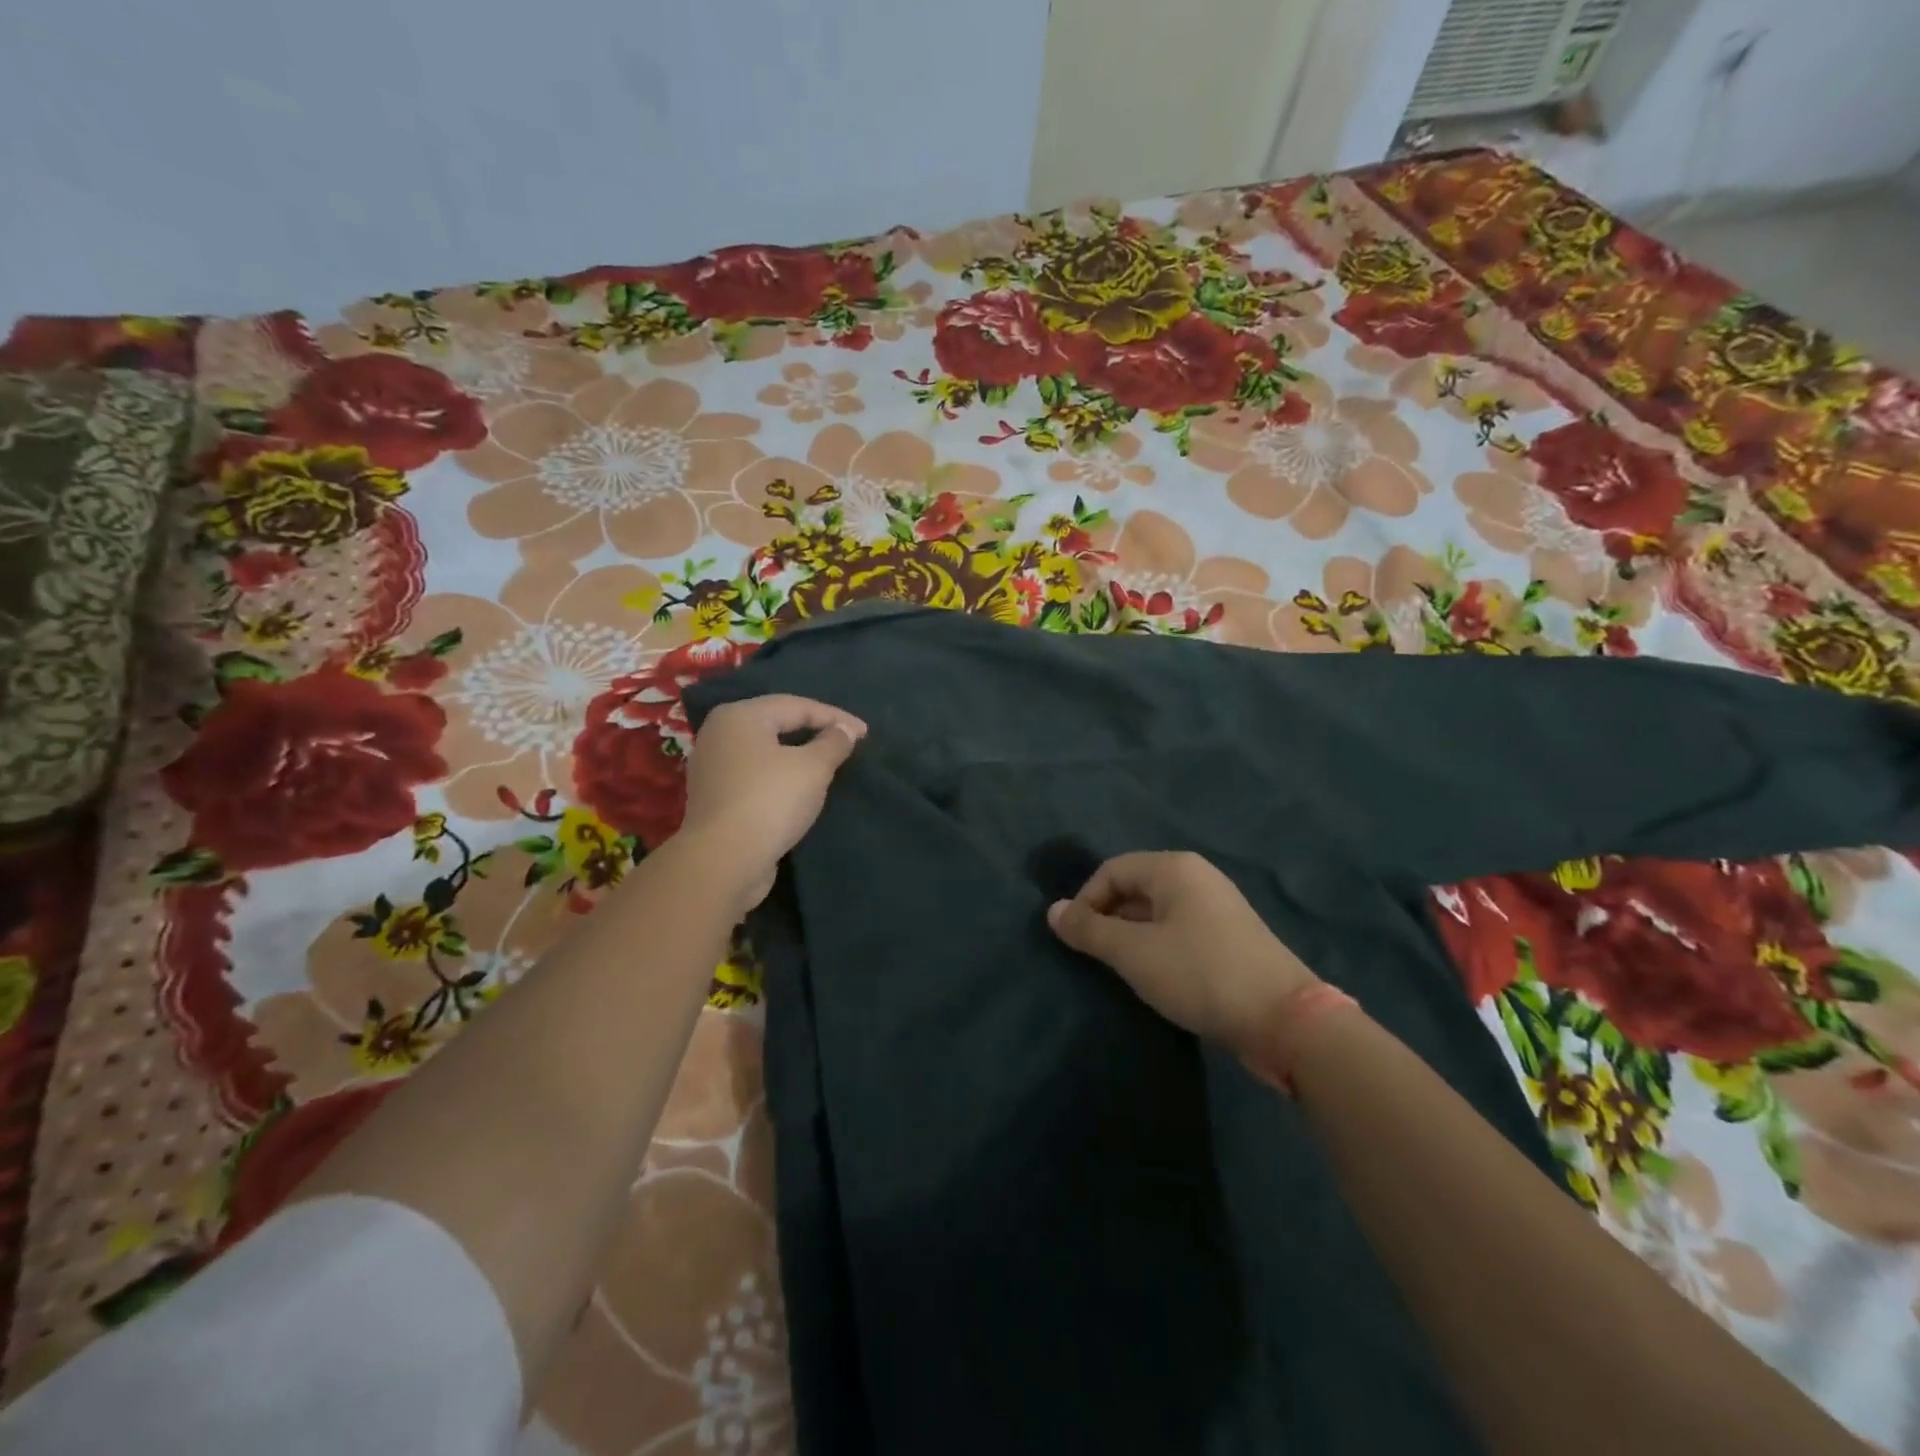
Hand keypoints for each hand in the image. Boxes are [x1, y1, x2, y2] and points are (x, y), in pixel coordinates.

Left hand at [679, 694, 866, 912]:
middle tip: (847, 743)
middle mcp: (720, 734)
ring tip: (828, 765)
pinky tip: (800, 788)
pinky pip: (756, 775)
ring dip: (798, 756)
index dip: (835, 717)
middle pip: (777, 724)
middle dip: (814, 732)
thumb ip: (833, 742)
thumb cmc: (770, 801)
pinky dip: (781, 776)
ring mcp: (712, 767)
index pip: (796, 706)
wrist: (724, 861)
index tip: (866, 733)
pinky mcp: (715, 797)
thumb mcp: (813, 768)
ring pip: (766, 752)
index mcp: (740, 715)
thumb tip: (845, 730)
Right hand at [1047, 851, 1317, 1058]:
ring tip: (1122, 970)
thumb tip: (1052, 910)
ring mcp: (1217, 907)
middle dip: (1108, 919)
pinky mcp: (1229, 937)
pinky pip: (1178, 930)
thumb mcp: (1134, 953)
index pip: (1111, 870)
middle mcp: (1197, 877)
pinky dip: (1157, 947)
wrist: (1285, 1020)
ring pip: (1155, 912)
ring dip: (1131, 936)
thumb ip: (1089, 930)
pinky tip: (1157, 977)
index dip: (1086, 901)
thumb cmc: (1200, 974)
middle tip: (1096, 958)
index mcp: (1174, 868)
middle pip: (1134, 887)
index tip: (1076, 940)